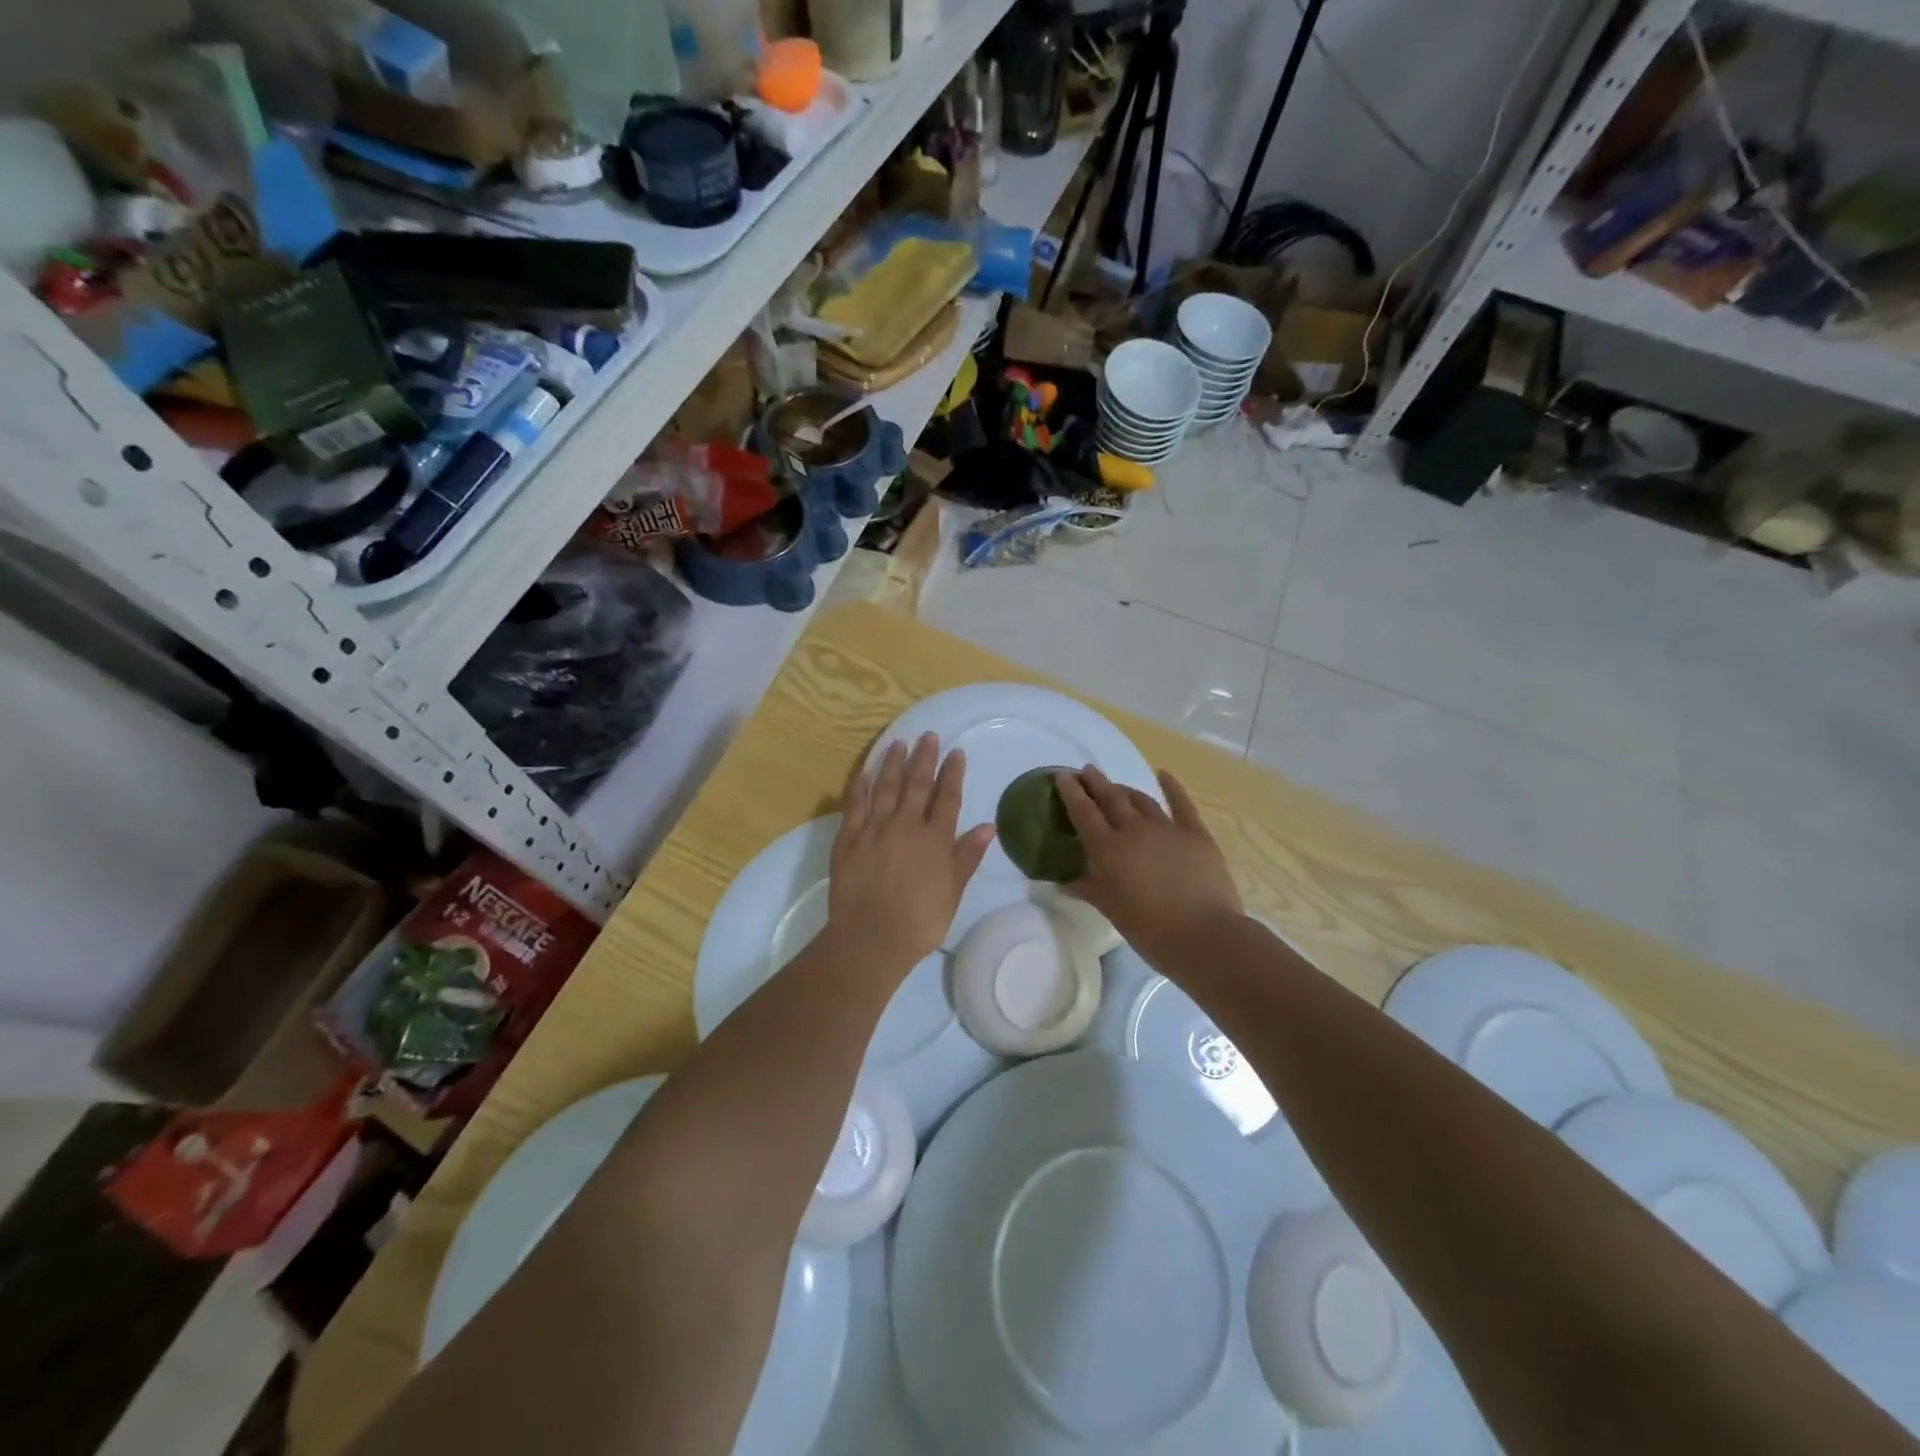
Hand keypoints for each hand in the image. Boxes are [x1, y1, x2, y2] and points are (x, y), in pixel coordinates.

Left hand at [829, 734, 995, 969]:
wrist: (871, 937)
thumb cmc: (920, 920)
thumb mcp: (953, 890)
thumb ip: (968, 855)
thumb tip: (989, 825)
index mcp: (935, 838)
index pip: (946, 797)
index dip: (952, 773)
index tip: (955, 752)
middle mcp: (905, 825)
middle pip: (916, 784)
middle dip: (924, 758)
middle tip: (928, 736)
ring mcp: (874, 829)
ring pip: (885, 787)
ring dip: (892, 763)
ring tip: (897, 743)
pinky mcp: (848, 838)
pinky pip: (855, 805)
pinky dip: (861, 786)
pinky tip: (865, 772)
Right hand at [1054, 766, 1241, 963]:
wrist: (1204, 935)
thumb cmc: (1150, 929)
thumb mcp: (1111, 910)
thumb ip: (1087, 890)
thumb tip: (1063, 883)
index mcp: (1109, 849)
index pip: (1083, 812)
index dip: (1071, 792)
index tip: (1061, 775)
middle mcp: (1134, 830)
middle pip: (1111, 797)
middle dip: (1096, 782)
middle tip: (1086, 771)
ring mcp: (1167, 828)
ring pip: (1141, 799)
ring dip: (1125, 789)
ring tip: (1116, 786)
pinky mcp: (1195, 833)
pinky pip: (1181, 803)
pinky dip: (1171, 787)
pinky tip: (1164, 775)